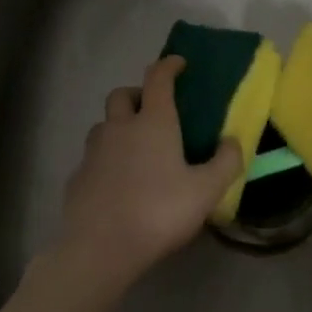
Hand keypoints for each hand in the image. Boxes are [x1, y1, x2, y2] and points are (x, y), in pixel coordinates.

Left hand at [51, 56, 241, 294]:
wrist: (100, 248)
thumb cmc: (158, 212)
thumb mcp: (205, 192)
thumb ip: (225, 163)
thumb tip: (233, 141)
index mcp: (152, 122)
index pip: (158, 78)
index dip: (169, 66)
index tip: (178, 63)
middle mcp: (119, 127)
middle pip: (122, 94)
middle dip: (137, 94)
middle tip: (153, 110)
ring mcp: (93, 151)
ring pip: (103, 124)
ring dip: (118, 126)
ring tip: (135, 148)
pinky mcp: (77, 177)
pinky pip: (92, 157)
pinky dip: (105, 159)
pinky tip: (117, 182)